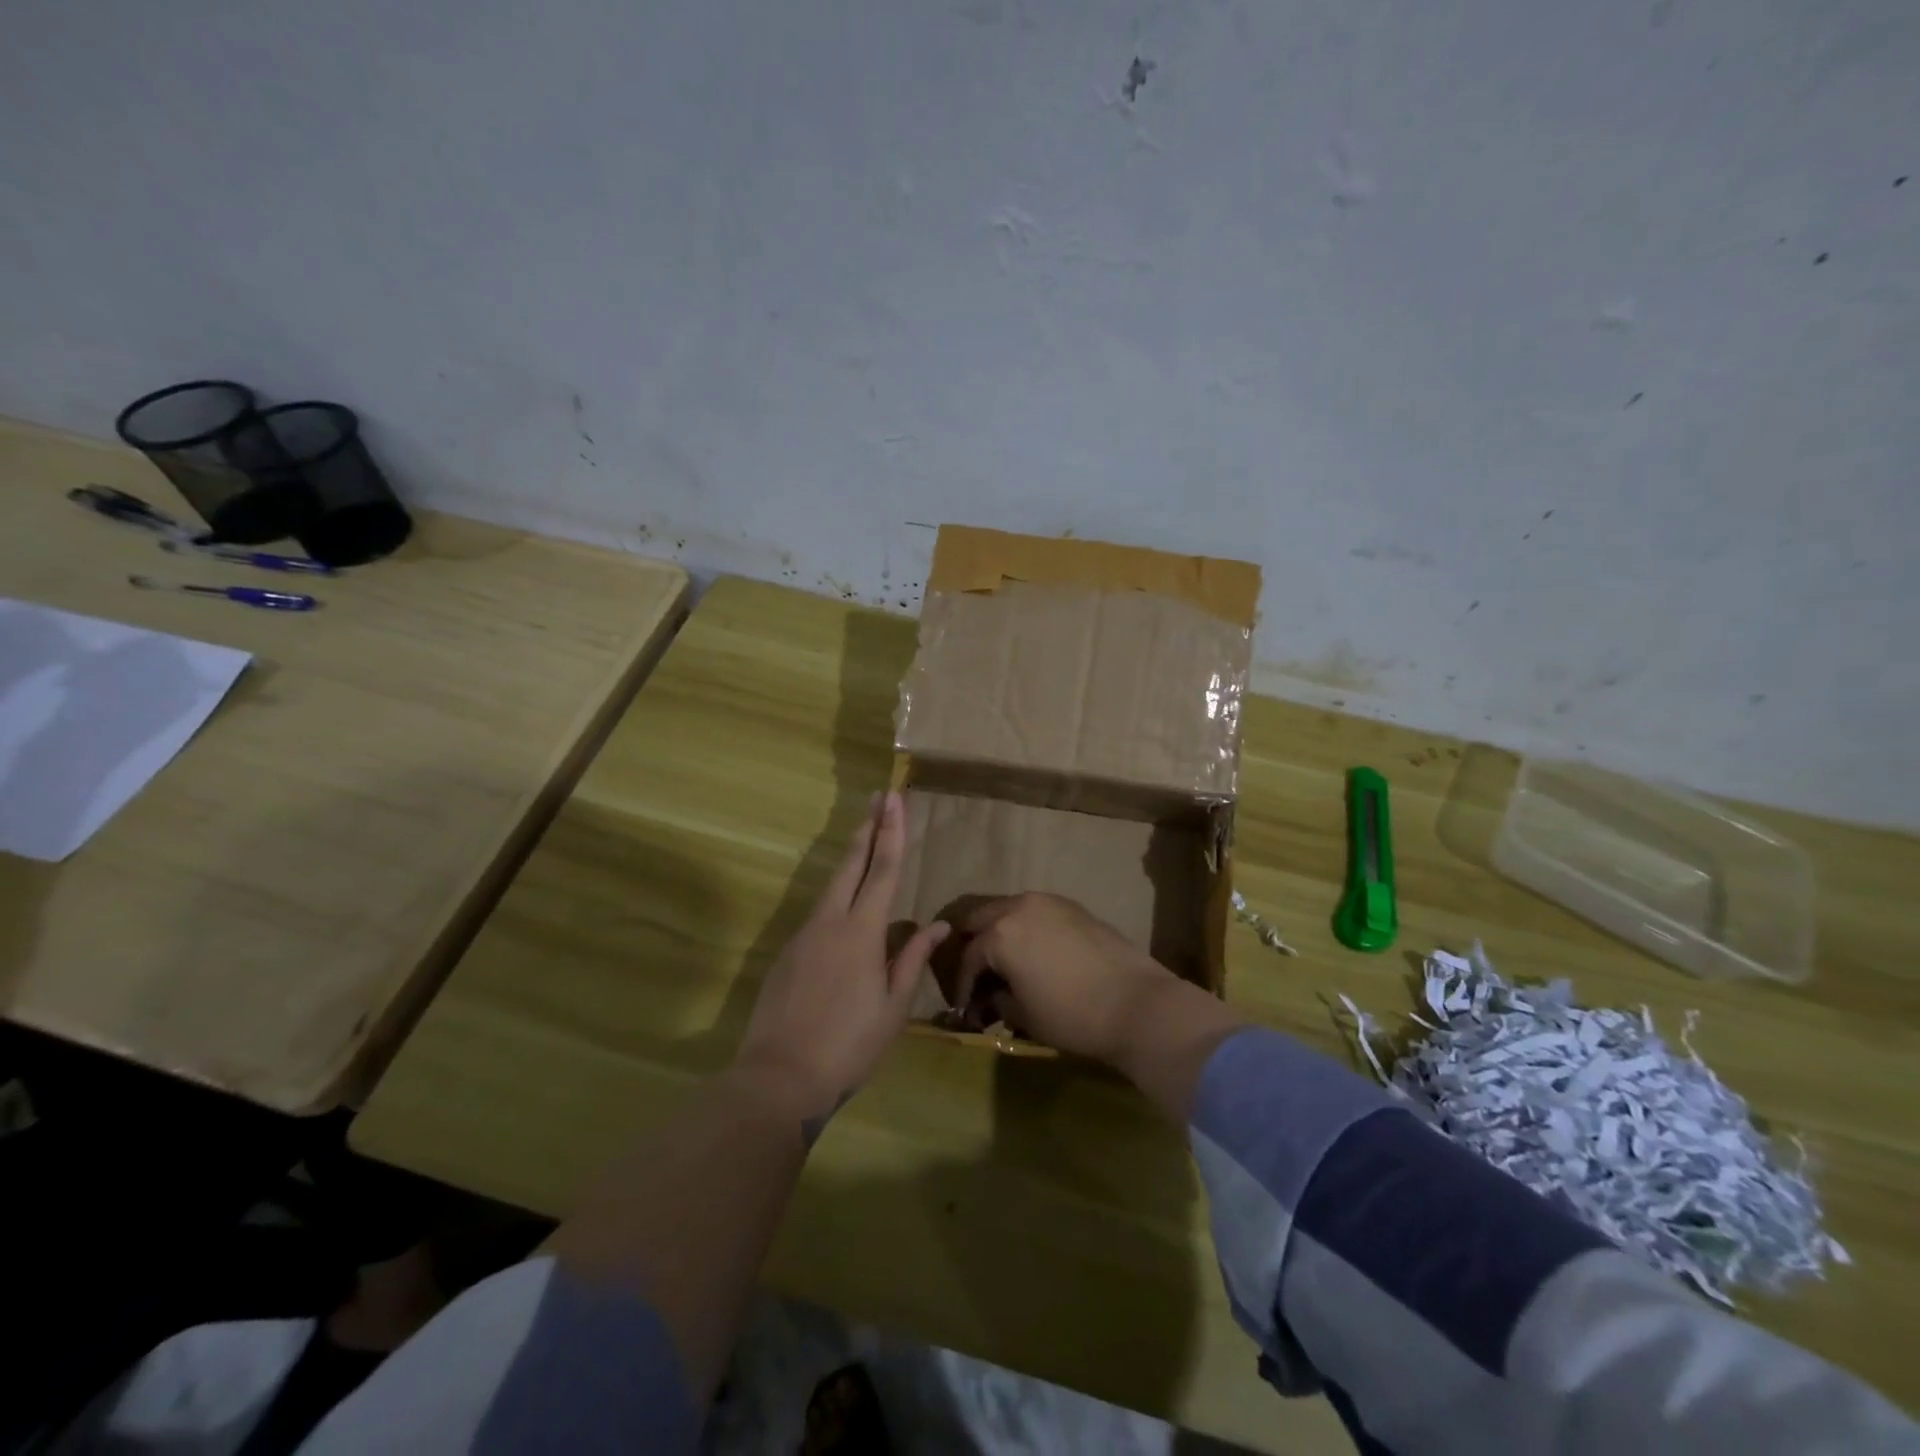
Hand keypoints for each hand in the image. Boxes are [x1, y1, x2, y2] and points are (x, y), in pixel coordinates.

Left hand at [733, 792, 946, 1122]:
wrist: (779, 1076)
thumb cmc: (848, 1046)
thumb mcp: (893, 1007)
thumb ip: (912, 959)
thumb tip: (938, 926)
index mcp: (862, 932)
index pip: (883, 871)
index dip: (892, 833)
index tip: (895, 799)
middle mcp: (830, 922)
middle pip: (851, 864)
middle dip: (868, 828)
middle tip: (878, 797)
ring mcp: (804, 935)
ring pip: (831, 886)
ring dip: (850, 857)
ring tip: (864, 836)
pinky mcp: (787, 952)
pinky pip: (818, 913)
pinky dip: (836, 895)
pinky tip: (844, 903)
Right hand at [951, 893, 1182, 1062]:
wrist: (1136, 1003)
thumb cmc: (1072, 1015)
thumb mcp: (1023, 1016)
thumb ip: (997, 1001)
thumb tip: (990, 999)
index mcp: (1000, 934)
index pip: (968, 956)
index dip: (962, 984)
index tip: (964, 1006)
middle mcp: (1019, 907)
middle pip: (981, 919)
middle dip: (974, 946)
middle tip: (977, 975)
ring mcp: (1048, 902)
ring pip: (1009, 909)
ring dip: (999, 932)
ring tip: (1004, 962)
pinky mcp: (1072, 906)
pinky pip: (1035, 911)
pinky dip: (1025, 927)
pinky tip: (1033, 952)